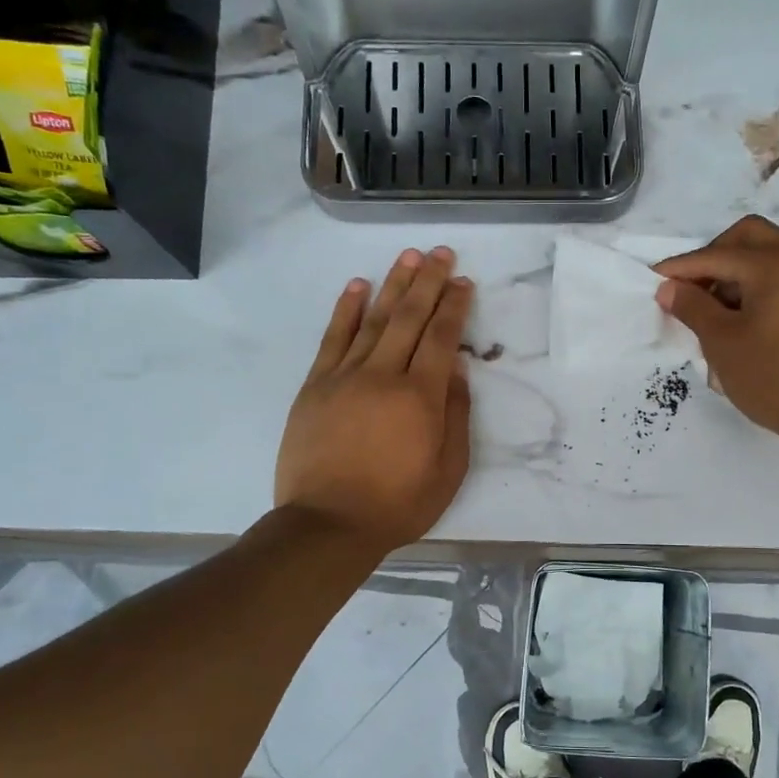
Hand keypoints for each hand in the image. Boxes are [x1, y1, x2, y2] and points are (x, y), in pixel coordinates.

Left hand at [275, 247, 473, 549]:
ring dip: (392, 285)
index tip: (463, 281)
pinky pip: (333, 339)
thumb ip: (455, 415)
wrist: (328, 524)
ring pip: (373, 320)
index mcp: (420, 397)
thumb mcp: (448, 470)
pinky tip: (357, 286)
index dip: (454, 306)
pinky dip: (346, 310)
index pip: (441, 338)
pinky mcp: (316, 386)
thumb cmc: (397, 504)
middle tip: (440, 252)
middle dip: (427, 281)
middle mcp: (383, 376)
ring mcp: (344, 377)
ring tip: (407, 256)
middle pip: (409, 318)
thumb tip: (454, 369)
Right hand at [654, 216, 778, 451]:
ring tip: (716, 309)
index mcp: (776, 264)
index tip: (654, 279)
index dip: (681, 268)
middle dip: (713, 257)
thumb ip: (692, 307)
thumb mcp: (722, 343)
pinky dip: (760, 282)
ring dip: (737, 270)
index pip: (716, 256)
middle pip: (747, 237)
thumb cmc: (772, 377)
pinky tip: (745, 315)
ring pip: (769, 252)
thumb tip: (668, 288)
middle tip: (692, 290)